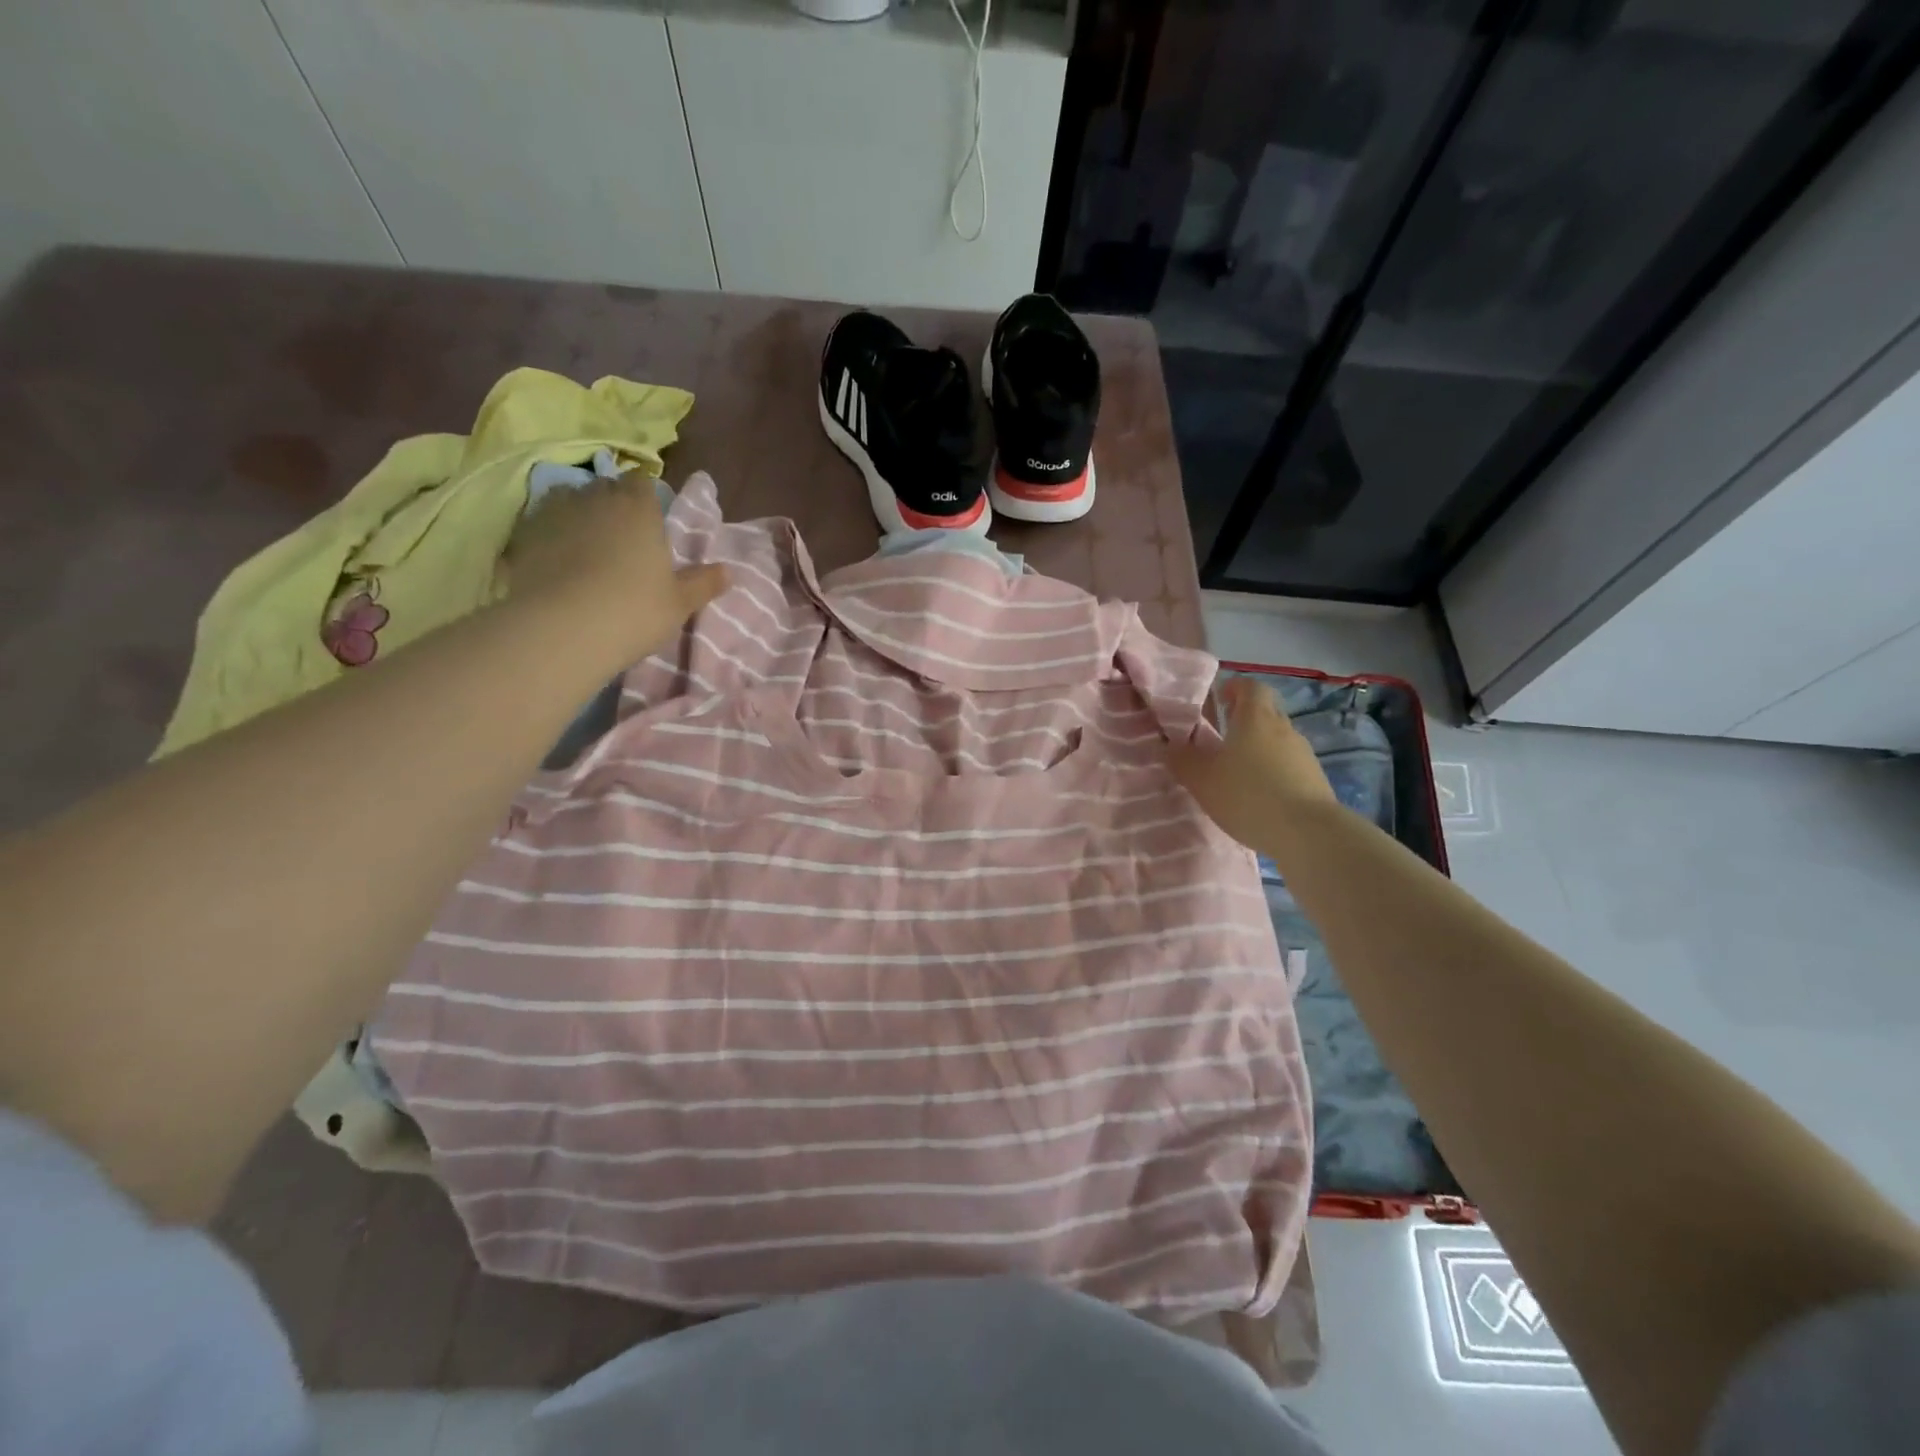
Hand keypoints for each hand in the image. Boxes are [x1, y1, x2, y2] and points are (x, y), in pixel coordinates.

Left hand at [507, 472, 728, 659]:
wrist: (563, 630)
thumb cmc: (634, 610)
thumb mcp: (679, 603)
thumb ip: (703, 583)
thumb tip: (728, 571)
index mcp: (638, 509)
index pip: (642, 484)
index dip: (646, 499)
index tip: (651, 521)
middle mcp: (595, 500)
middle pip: (604, 488)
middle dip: (612, 504)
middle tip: (622, 537)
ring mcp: (554, 514)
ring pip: (568, 501)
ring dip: (578, 516)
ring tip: (585, 545)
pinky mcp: (523, 536)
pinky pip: (540, 525)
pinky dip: (549, 536)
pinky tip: (556, 561)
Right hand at [1168, 676, 1335, 852]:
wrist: (1307, 832)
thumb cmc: (1247, 795)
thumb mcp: (1201, 779)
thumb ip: (1182, 759)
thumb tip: (1170, 745)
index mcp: (1255, 718)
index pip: (1250, 686)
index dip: (1235, 688)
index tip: (1220, 699)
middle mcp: (1283, 728)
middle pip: (1266, 711)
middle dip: (1246, 718)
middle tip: (1223, 736)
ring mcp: (1303, 753)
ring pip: (1278, 739)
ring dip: (1260, 747)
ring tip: (1239, 771)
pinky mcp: (1315, 779)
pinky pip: (1289, 764)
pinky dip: (1274, 771)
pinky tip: (1261, 795)